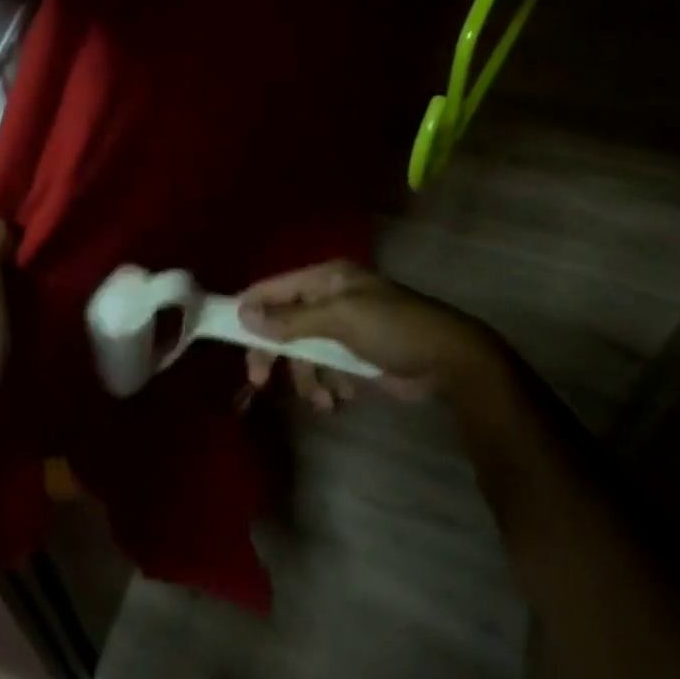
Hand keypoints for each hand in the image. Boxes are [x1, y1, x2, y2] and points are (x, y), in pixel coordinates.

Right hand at [238, 260, 502, 403]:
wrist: (450, 361)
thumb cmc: (393, 329)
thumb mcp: (340, 319)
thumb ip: (291, 319)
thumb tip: (244, 313)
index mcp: (326, 279)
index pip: (274, 288)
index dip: (250, 309)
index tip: (229, 336)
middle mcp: (331, 299)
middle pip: (284, 324)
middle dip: (275, 353)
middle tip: (260, 381)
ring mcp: (343, 328)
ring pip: (304, 352)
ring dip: (308, 377)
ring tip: (323, 399)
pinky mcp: (356, 355)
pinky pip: (326, 369)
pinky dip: (329, 385)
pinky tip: (343, 397)